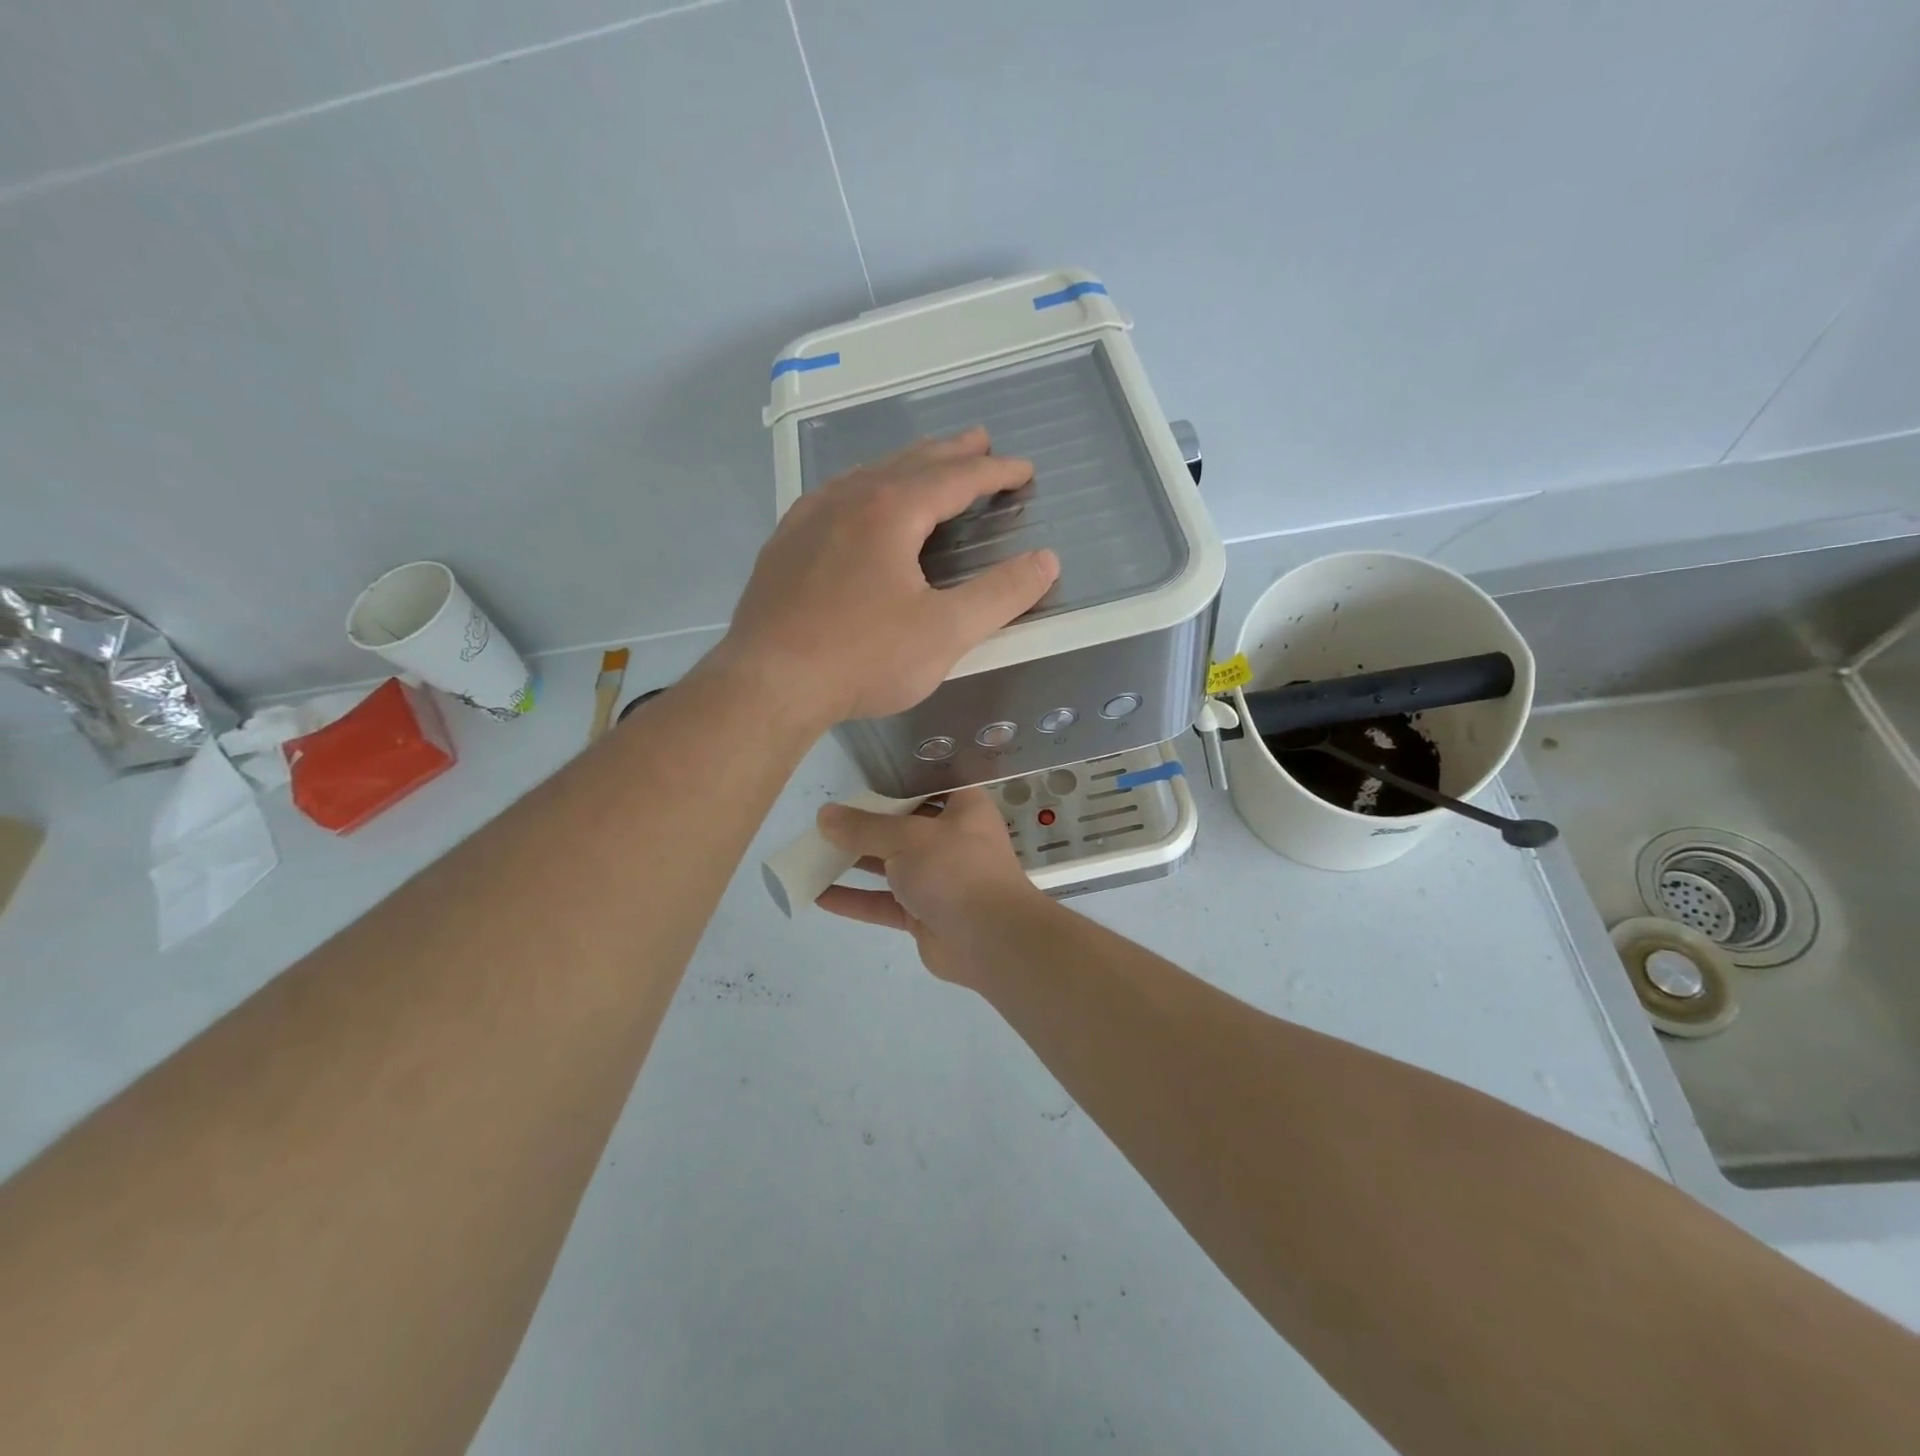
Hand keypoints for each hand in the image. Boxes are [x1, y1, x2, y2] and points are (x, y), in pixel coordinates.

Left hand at [715, 428, 1059, 726]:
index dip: (995, 472)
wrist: (769, 683)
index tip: (1023, 470)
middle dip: (951, 452)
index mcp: (891, 511)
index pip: (955, 477)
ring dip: (905, 465)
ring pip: (867, 475)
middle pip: (909, 463)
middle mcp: (848, 500)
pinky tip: (857, 502)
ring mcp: (808, 519)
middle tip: (980, 441)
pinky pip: (833, 497)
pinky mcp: (784, 546)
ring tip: (926, 463)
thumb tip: (1046, 560)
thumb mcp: (945, 632)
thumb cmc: (863, 658)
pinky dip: (863, 488)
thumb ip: (1000, 595)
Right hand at [816, 788, 1047, 983]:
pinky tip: (820, 894)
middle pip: (904, 826)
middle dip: (867, 824)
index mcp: (963, 808)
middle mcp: (953, 839)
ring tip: (814, 852)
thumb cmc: (955, 869)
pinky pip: (885, 902)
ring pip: (891, 865)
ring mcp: (939, 879)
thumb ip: (864, 828)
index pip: (930, 786)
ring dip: (855, 861)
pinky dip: (856, 899)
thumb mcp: (907, 838)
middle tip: (828, 818)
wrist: (991, 940)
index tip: (862, 780)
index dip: (897, 782)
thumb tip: (824, 816)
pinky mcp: (925, 914)